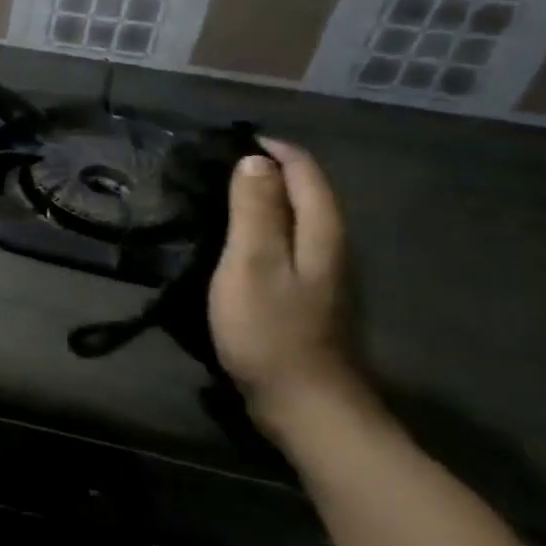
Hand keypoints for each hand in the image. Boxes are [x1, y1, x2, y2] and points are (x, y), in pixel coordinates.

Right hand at [209, 139, 369, 443]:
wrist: (304, 405)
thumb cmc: (271, 331)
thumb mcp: (253, 264)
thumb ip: (255, 210)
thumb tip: (255, 160)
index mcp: (321, 232)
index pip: (304, 171)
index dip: (271, 149)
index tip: (227, 140)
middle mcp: (330, 246)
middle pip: (306, 192)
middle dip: (267, 169)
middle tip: (216, 164)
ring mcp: (322, 275)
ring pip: (296, 219)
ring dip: (264, 199)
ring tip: (219, 192)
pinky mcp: (307, 298)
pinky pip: (287, 245)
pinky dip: (263, 228)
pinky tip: (234, 240)